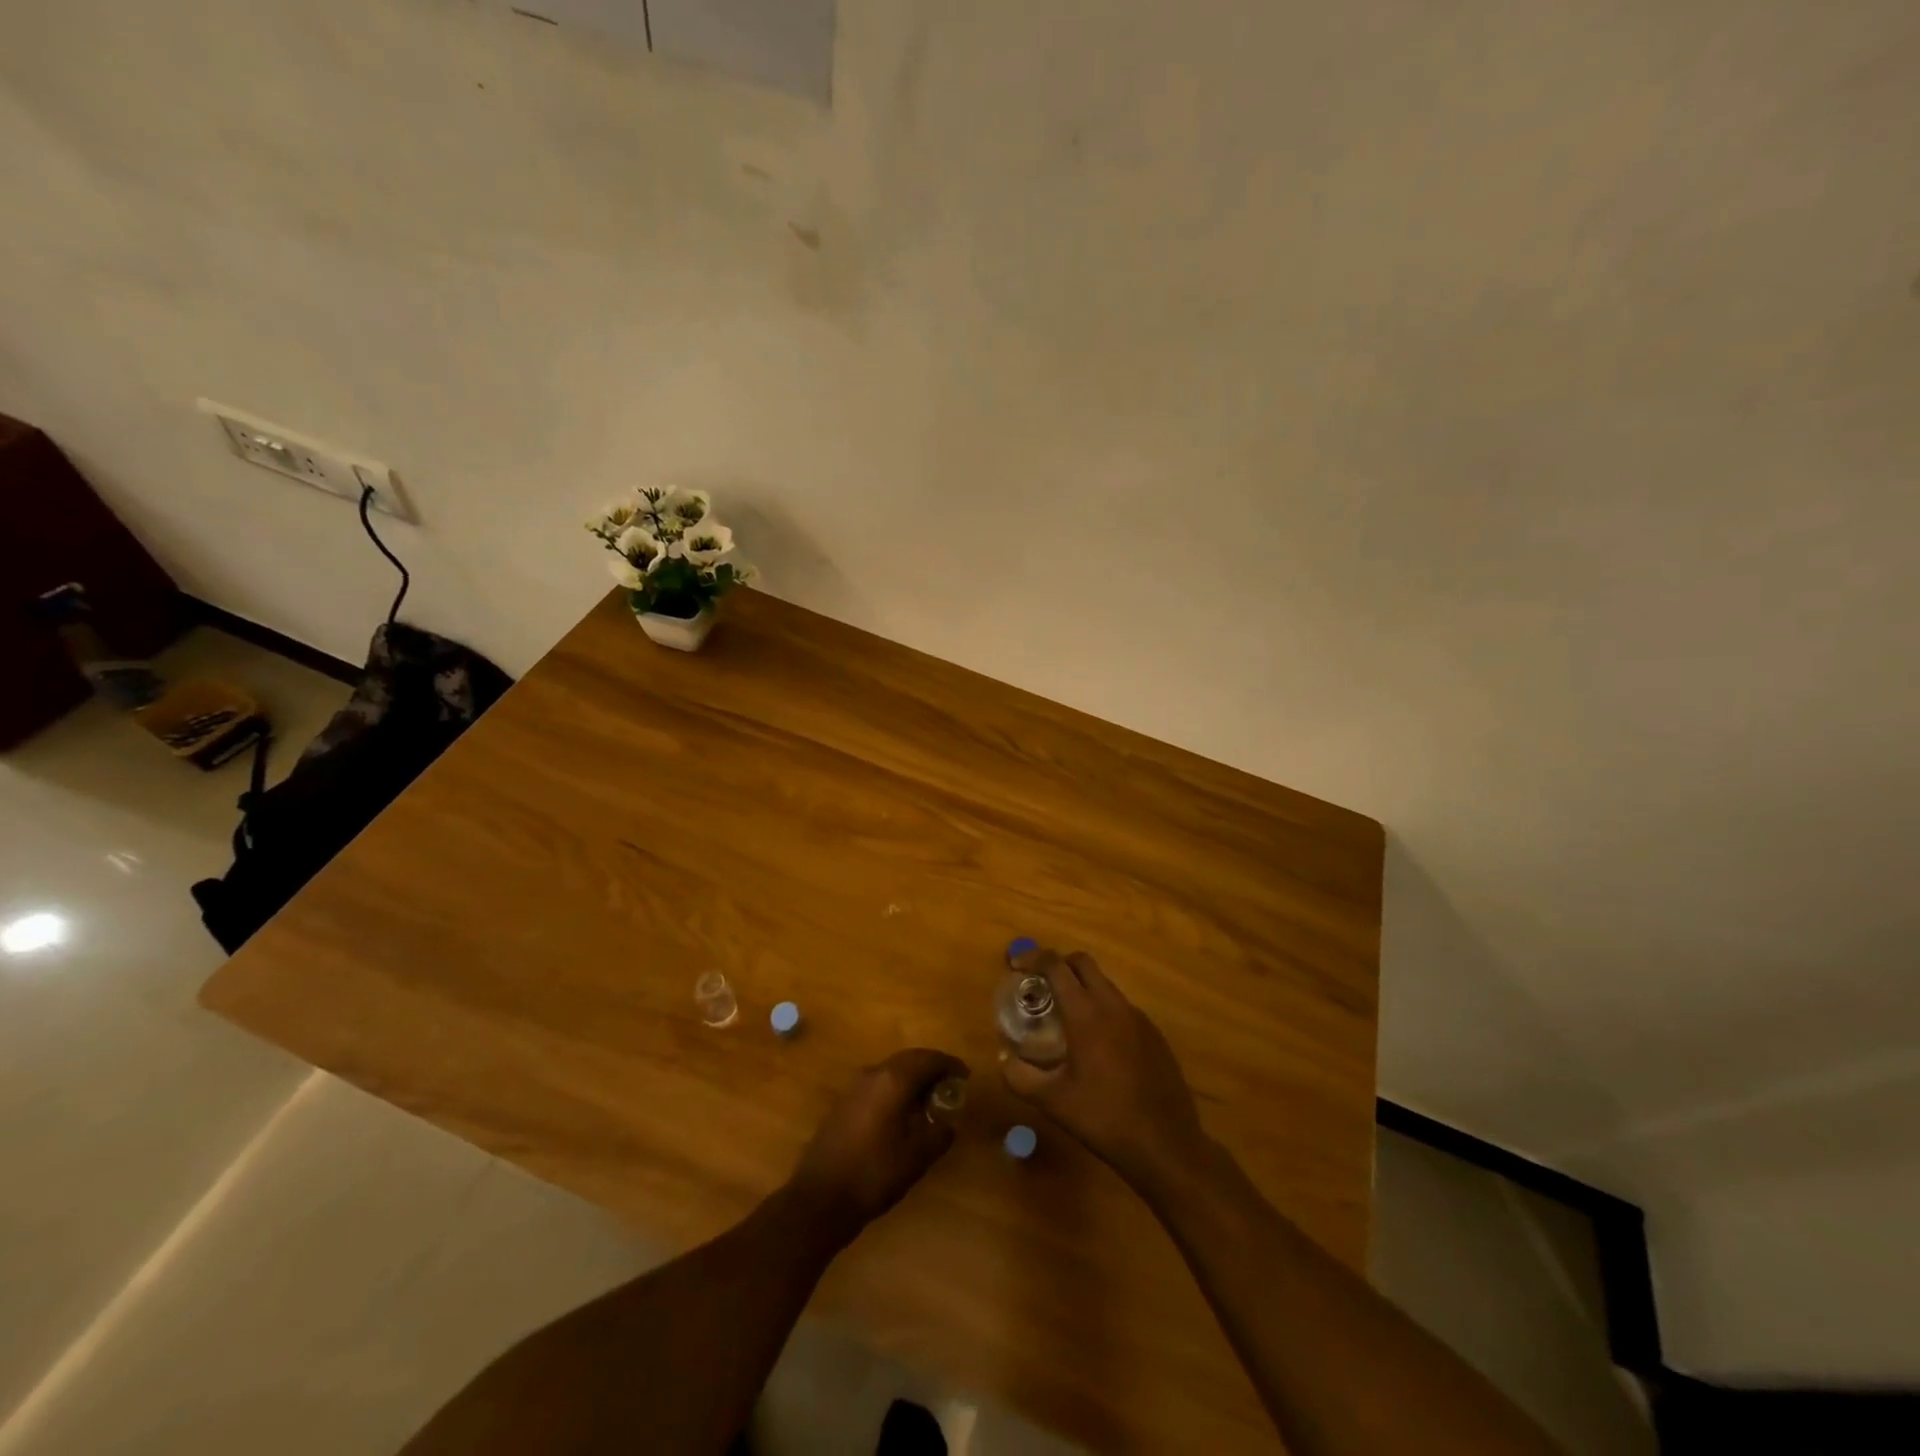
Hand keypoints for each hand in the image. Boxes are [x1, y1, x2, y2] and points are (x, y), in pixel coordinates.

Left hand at [786, 1048, 968, 1242]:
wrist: (820, 1198)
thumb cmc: (874, 1174)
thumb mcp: (917, 1157)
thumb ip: (939, 1134)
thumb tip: (949, 1123)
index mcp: (894, 1080)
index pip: (929, 1059)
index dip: (950, 1065)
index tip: (965, 1077)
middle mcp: (874, 1073)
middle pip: (910, 1059)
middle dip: (932, 1068)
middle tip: (950, 1086)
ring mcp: (855, 1086)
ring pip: (892, 1070)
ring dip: (912, 1078)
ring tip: (929, 1100)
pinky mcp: (844, 1102)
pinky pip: (878, 1083)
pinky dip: (895, 1089)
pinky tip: (902, 1113)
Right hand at [1001, 952, 1206, 1195]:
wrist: (1166, 1145)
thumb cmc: (1104, 1118)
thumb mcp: (1053, 1102)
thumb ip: (1020, 1077)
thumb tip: (1004, 1059)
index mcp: (1086, 1013)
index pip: (1056, 966)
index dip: (1033, 958)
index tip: (1017, 966)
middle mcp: (1114, 1005)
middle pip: (1083, 963)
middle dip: (1059, 965)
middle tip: (1041, 986)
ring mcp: (1139, 1018)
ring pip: (1105, 985)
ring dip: (1082, 988)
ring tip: (1066, 1019)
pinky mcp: (1155, 1034)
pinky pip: (1122, 1008)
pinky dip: (1103, 1010)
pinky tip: (1098, 1046)